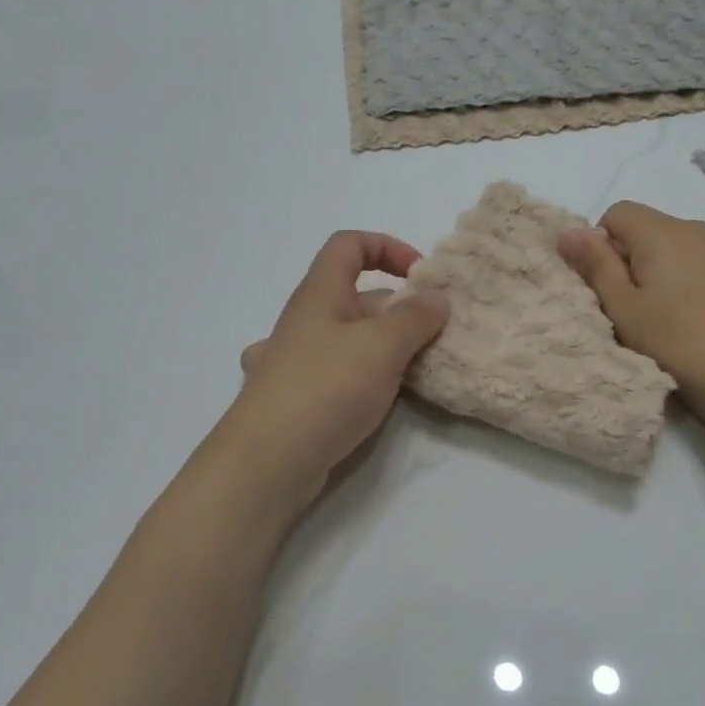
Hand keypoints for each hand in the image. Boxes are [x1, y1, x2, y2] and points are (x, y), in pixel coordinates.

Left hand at [221, 231, 449, 509]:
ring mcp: (297, 361)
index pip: (349, 245)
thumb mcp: (381, 346)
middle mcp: (305, 321)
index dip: (387, 247)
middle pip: (356, 295)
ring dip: (385, 346)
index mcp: (319, 294)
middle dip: (399, 308)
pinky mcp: (298, 398)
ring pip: (349, 338)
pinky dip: (363, 377)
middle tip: (433, 336)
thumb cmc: (326, 388)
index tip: (421, 277)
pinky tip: (378, 398)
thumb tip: (437, 297)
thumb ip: (415, 318)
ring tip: (417, 369)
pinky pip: (338, 373)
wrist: (268, 460)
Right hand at [557, 202, 704, 411]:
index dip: (604, 245)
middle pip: (655, 229)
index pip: (618, 213)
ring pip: (689, 246)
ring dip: (676, 269)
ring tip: (681, 316)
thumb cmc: (678, 347)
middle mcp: (701, 229)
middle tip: (641, 309)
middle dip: (639, 258)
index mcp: (663, 234)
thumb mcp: (623, 312)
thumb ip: (595, 266)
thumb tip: (568, 231)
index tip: (610, 286)